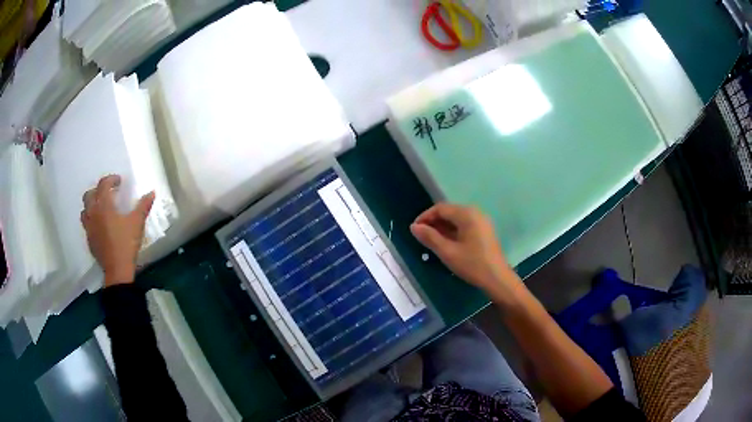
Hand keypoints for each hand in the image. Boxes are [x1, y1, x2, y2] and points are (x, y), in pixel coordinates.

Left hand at [81, 175, 154, 286]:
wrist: (117, 270)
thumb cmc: (126, 243)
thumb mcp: (137, 223)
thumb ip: (143, 206)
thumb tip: (151, 192)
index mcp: (104, 205)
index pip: (103, 184)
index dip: (111, 179)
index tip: (119, 181)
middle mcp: (93, 213)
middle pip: (90, 194)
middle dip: (98, 190)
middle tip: (108, 193)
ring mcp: (89, 227)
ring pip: (85, 209)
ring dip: (91, 205)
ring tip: (101, 208)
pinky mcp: (89, 239)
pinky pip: (86, 224)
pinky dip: (92, 219)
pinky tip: (100, 225)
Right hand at [410, 203, 517, 292]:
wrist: (497, 279)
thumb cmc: (472, 264)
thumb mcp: (447, 252)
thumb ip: (430, 237)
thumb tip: (413, 227)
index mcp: (467, 214)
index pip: (440, 208)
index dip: (425, 217)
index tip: (414, 230)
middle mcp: (475, 213)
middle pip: (449, 212)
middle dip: (433, 222)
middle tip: (421, 236)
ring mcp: (481, 221)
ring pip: (456, 219)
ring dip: (442, 227)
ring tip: (431, 241)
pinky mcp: (484, 231)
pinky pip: (464, 225)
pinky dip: (452, 231)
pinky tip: (446, 243)